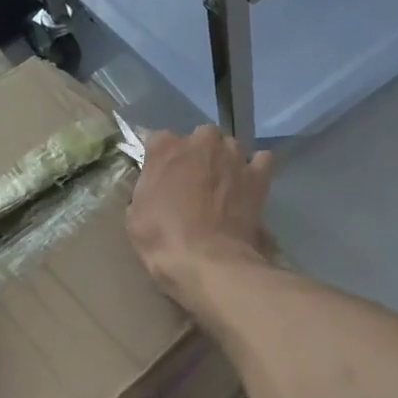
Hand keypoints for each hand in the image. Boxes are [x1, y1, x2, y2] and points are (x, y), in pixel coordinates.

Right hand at [127, 126, 274, 311]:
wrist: (208, 261)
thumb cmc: (163, 238)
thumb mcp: (135, 213)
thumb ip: (147, 185)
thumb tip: (156, 182)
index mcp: (166, 149)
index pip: (159, 139)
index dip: (161, 158)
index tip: (161, 174)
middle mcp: (201, 143)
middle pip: (200, 136)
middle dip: (198, 152)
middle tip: (194, 179)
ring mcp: (233, 156)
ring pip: (230, 145)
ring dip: (226, 159)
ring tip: (224, 183)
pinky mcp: (258, 175)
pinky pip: (262, 160)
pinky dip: (256, 168)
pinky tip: (249, 183)